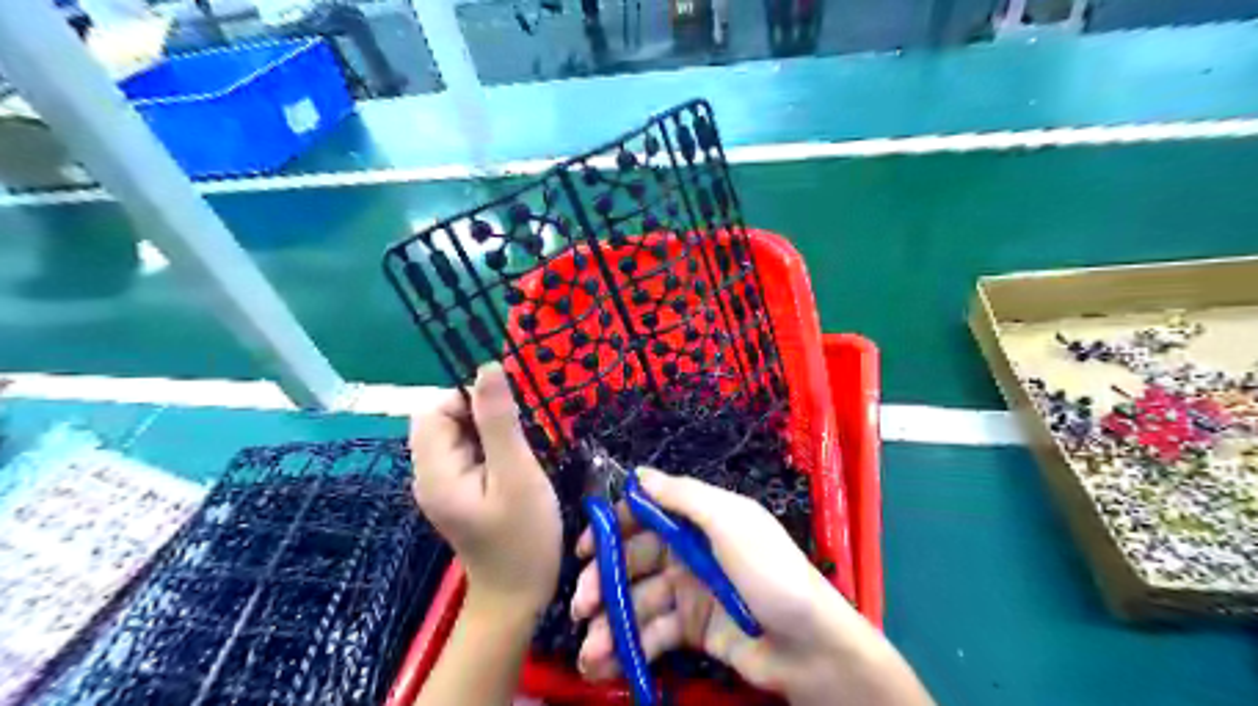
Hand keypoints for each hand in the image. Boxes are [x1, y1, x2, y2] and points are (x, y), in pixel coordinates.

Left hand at [415, 365, 559, 611]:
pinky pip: (467, 452)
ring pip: (457, 434)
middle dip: (481, 415)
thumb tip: (488, 367)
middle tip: (519, 436)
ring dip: (488, 430)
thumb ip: (499, 421)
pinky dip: (490, 447)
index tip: (510, 415)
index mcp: (434, 471)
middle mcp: (428, 474)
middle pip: (443, 420)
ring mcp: (441, 485)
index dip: (470, 400)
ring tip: (520, 452)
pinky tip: (514, 464)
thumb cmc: (523, 538)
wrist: (518, 597)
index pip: (436, 409)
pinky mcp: (457, 492)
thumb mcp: (517, 475)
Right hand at [571, 469, 932, 705]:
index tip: (584, 548)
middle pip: (635, 560)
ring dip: (611, 622)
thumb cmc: (769, 572)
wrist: (811, 646)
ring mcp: (690, 592)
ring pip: (639, 600)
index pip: (646, 515)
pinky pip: (653, 632)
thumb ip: (683, 496)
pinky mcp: (693, 630)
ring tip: (590, 650)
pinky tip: (607, 662)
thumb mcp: (729, 521)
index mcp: (699, 520)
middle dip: (604, 581)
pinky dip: (629, 646)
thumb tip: (638, 473)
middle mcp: (690, 551)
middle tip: (581, 606)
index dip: (613, 528)